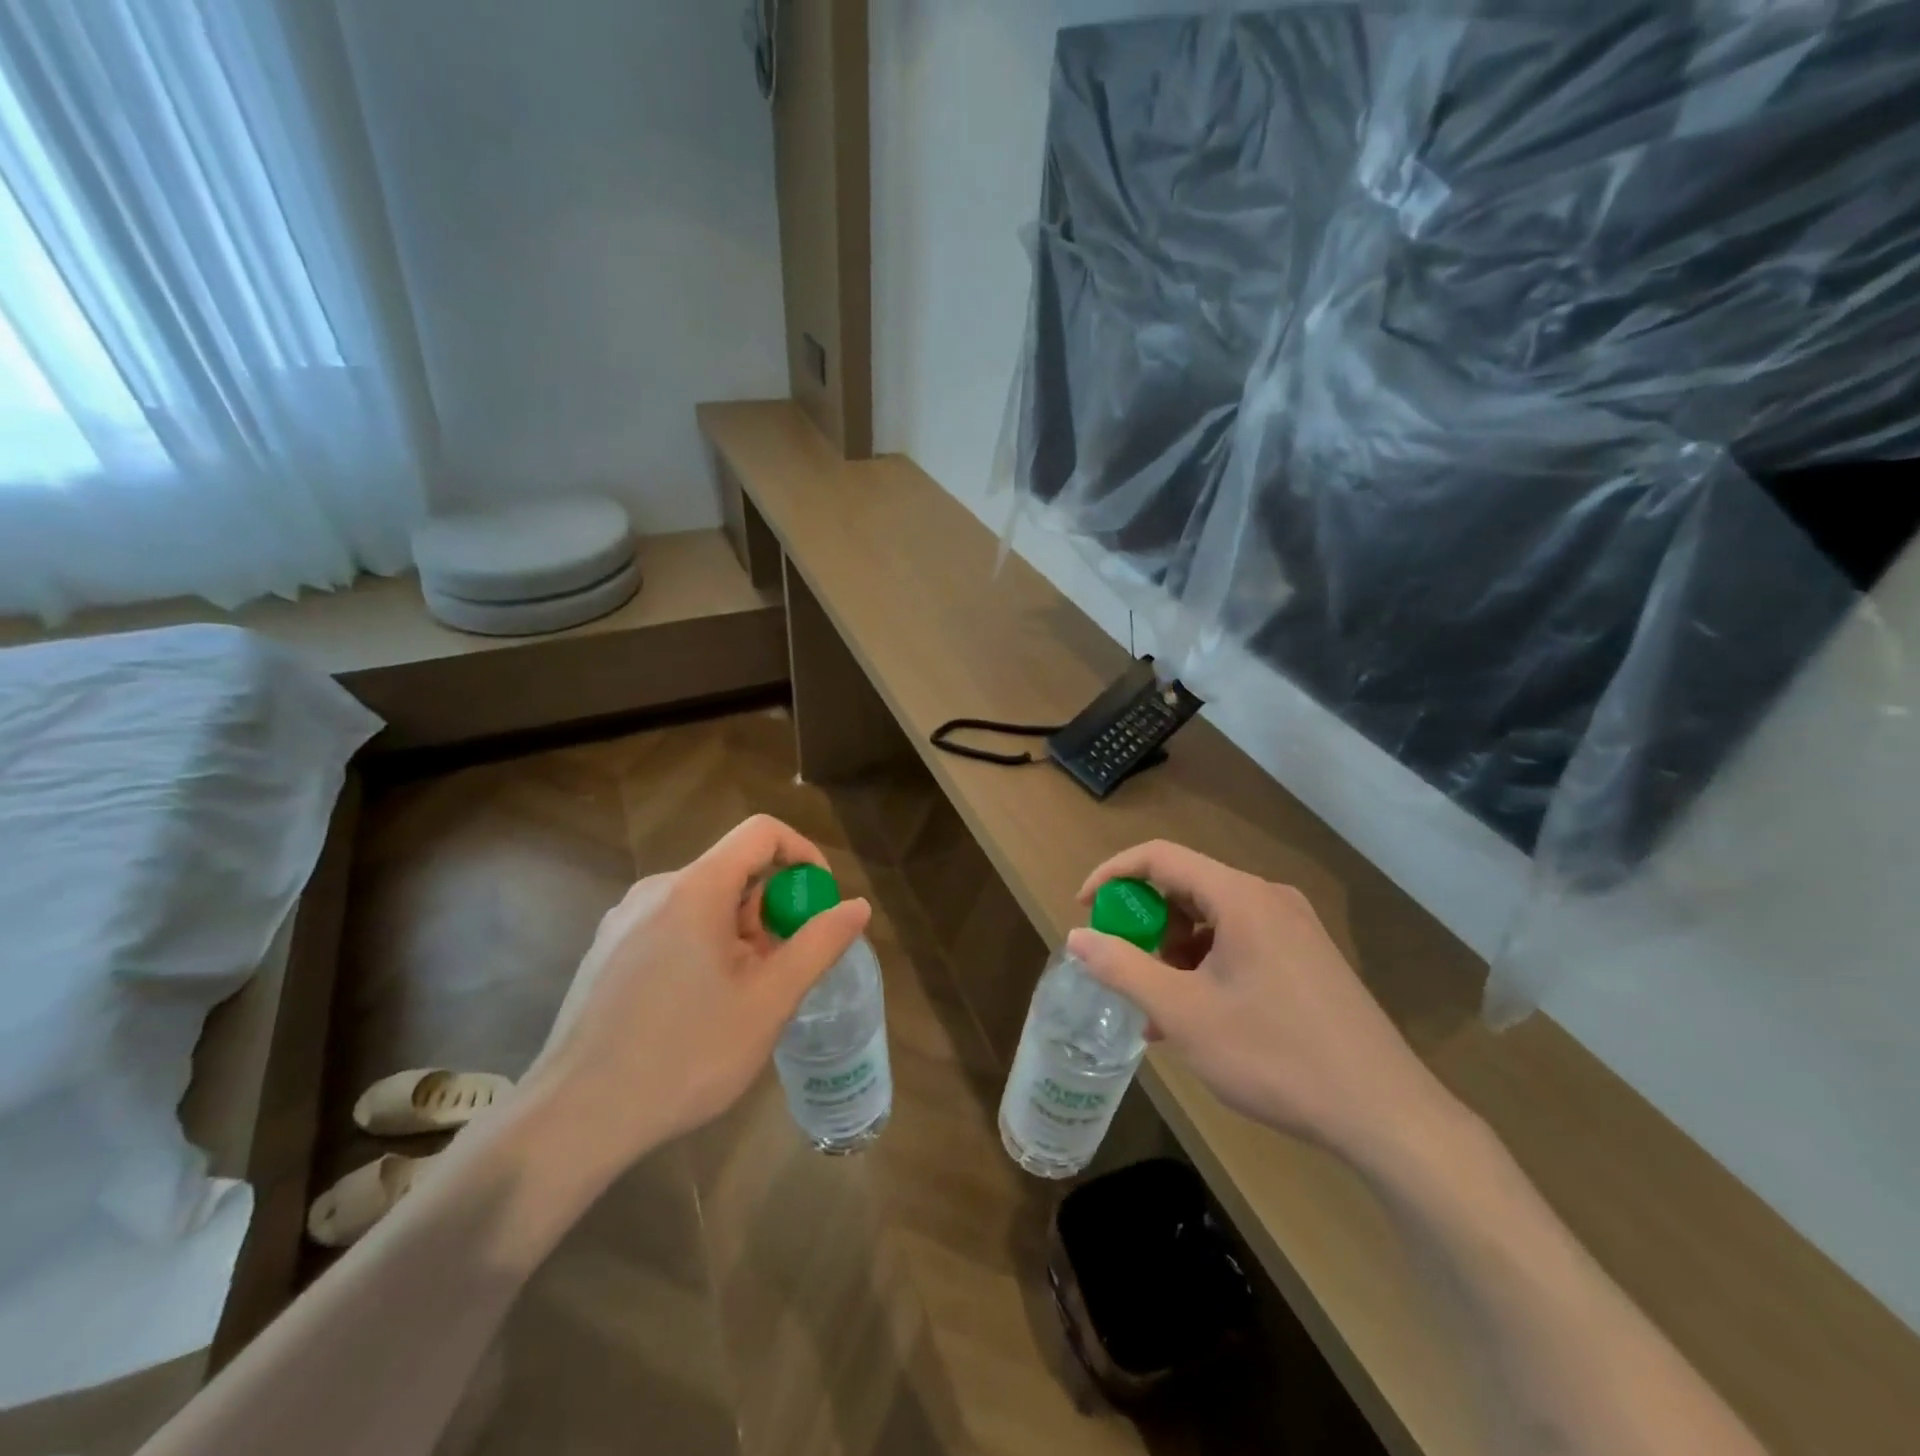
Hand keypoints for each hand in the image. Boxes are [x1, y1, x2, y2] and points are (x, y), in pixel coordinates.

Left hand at [524, 815, 871, 1161]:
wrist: (574, 1119)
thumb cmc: (685, 1055)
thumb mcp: (769, 1001)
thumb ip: (819, 944)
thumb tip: (858, 906)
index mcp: (695, 889)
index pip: (761, 832)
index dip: (802, 853)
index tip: (818, 900)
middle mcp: (655, 890)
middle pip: (732, 871)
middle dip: (770, 910)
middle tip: (780, 970)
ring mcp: (623, 921)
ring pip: (703, 903)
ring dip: (738, 934)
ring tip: (740, 999)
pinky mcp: (606, 951)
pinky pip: (671, 926)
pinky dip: (703, 946)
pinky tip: (696, 1009)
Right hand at [1068, 841, 1456, 1170]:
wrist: (1385, 1114)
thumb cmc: (1275, 1056)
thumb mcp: (1183, 1014)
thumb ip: (1122, 969)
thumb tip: (1077, 937)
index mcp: (1240, 896)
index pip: (1159, 857)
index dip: (1113, 875)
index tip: (1084, 909)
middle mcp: (1269, 899)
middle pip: (1186, 887)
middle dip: (1145, 924)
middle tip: (1124, 968)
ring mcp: (1293, 929)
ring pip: (1212, 920)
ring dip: (1174, 953)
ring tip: (1157, 1008)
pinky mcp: (1307, 958)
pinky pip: (1239, 943)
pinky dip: (1205, 967)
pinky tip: (1195, 1018)